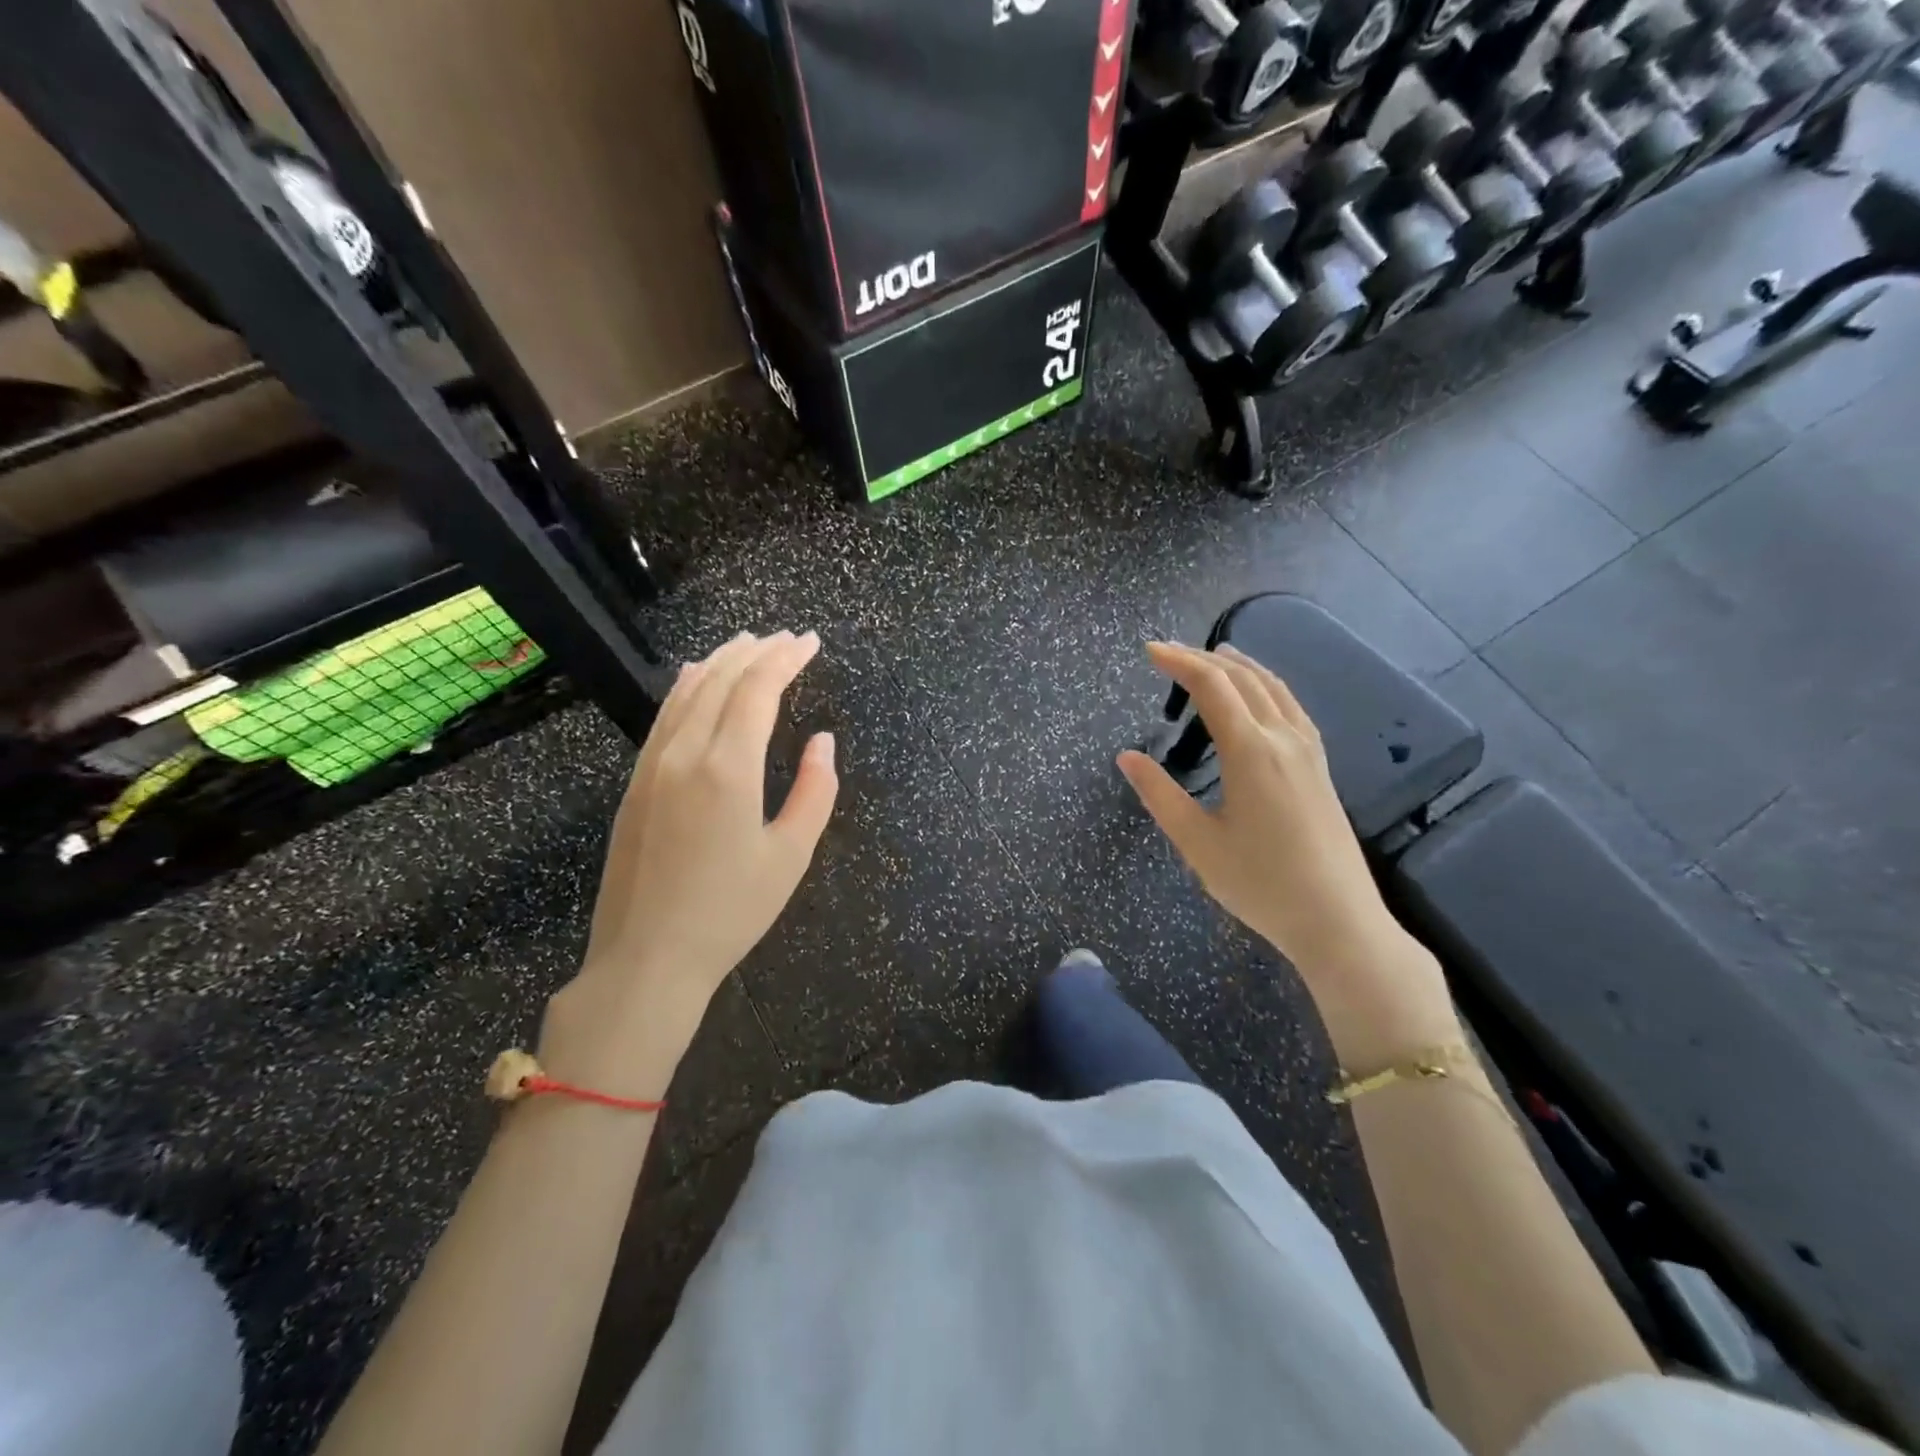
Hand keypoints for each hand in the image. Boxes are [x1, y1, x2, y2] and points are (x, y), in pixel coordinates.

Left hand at [552, 631, 838, 1063]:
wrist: (648, 957)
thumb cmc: (731, 911)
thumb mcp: (791, 855)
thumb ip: (815, 791)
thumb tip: (822, 741)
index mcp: (728, 768)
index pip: (757, 690)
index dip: (786, 659)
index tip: (810, 642)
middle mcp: (685, 753)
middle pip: (721, 681)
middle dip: (757, 651)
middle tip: (786, 638)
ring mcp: (652, 766)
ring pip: (687, 692)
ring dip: (720, 662)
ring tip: (747, 643)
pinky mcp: (636, 783)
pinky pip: (664, 716)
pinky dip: (686, 687)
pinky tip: (695, 678)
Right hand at [1118, 642, 1455, 1050]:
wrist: (1338, 920)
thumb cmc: (1260, 884)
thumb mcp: (1197, 842)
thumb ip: (1159, 794)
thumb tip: (1126, 756)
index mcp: (1251, 751)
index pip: (1212, 686)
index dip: (1179, 662)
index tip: (1149, 651)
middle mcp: (1283, 738)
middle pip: (1243, 678)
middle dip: (1203, 658)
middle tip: (1168, 653)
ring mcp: (1308, 751)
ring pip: (1273, 687)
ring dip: (1239, 666)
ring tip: (1213, 656)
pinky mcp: (1320, 767)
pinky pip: (1291, 706)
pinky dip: (1266, 685)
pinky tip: (1259, 697)